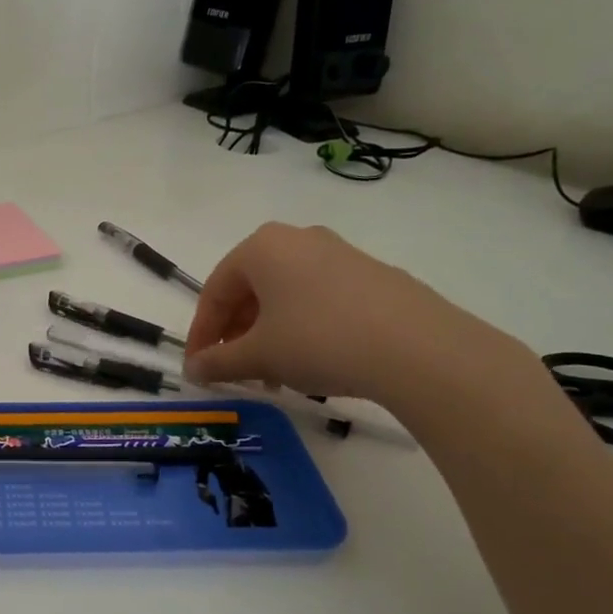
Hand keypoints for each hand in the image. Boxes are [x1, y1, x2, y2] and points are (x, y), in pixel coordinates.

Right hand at [183, 223, 524, 405]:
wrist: (419, 348)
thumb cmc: (318, 340)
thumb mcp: (258, 356)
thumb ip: (218, 362)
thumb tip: (193, 369)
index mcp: (262, 247)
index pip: (214, 291)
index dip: (201, 333)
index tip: (198, 366)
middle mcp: (299, 239)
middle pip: (251, 290)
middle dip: (237, 333)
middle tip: (234, 370)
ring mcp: (341, 254)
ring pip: (286, 296)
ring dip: (269, 334)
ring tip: (273, 374)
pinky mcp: (374, 275)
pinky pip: (320, 299)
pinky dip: (303, 328)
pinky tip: (313, 362)